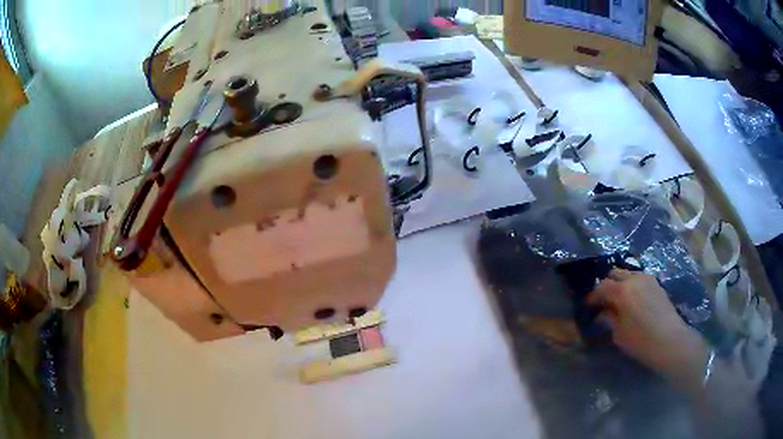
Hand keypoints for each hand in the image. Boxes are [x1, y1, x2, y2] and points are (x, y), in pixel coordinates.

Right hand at [587, 269, 708, 383]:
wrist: (670, 340)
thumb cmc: (641, 340)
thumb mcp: (619, 333)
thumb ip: (609, 318)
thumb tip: (602, 312)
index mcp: (622, 290)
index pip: (601, 287)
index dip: (592, 296)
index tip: (587, 306)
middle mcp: (634, 278)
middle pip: (614, 273)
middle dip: (605, 285)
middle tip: (602, 301)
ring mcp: (647, 278)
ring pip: (627, 273)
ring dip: (619, 283)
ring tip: (616, 299)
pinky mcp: (656, 284)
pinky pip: (638, 278)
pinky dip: (631, 285)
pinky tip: (631, 300)